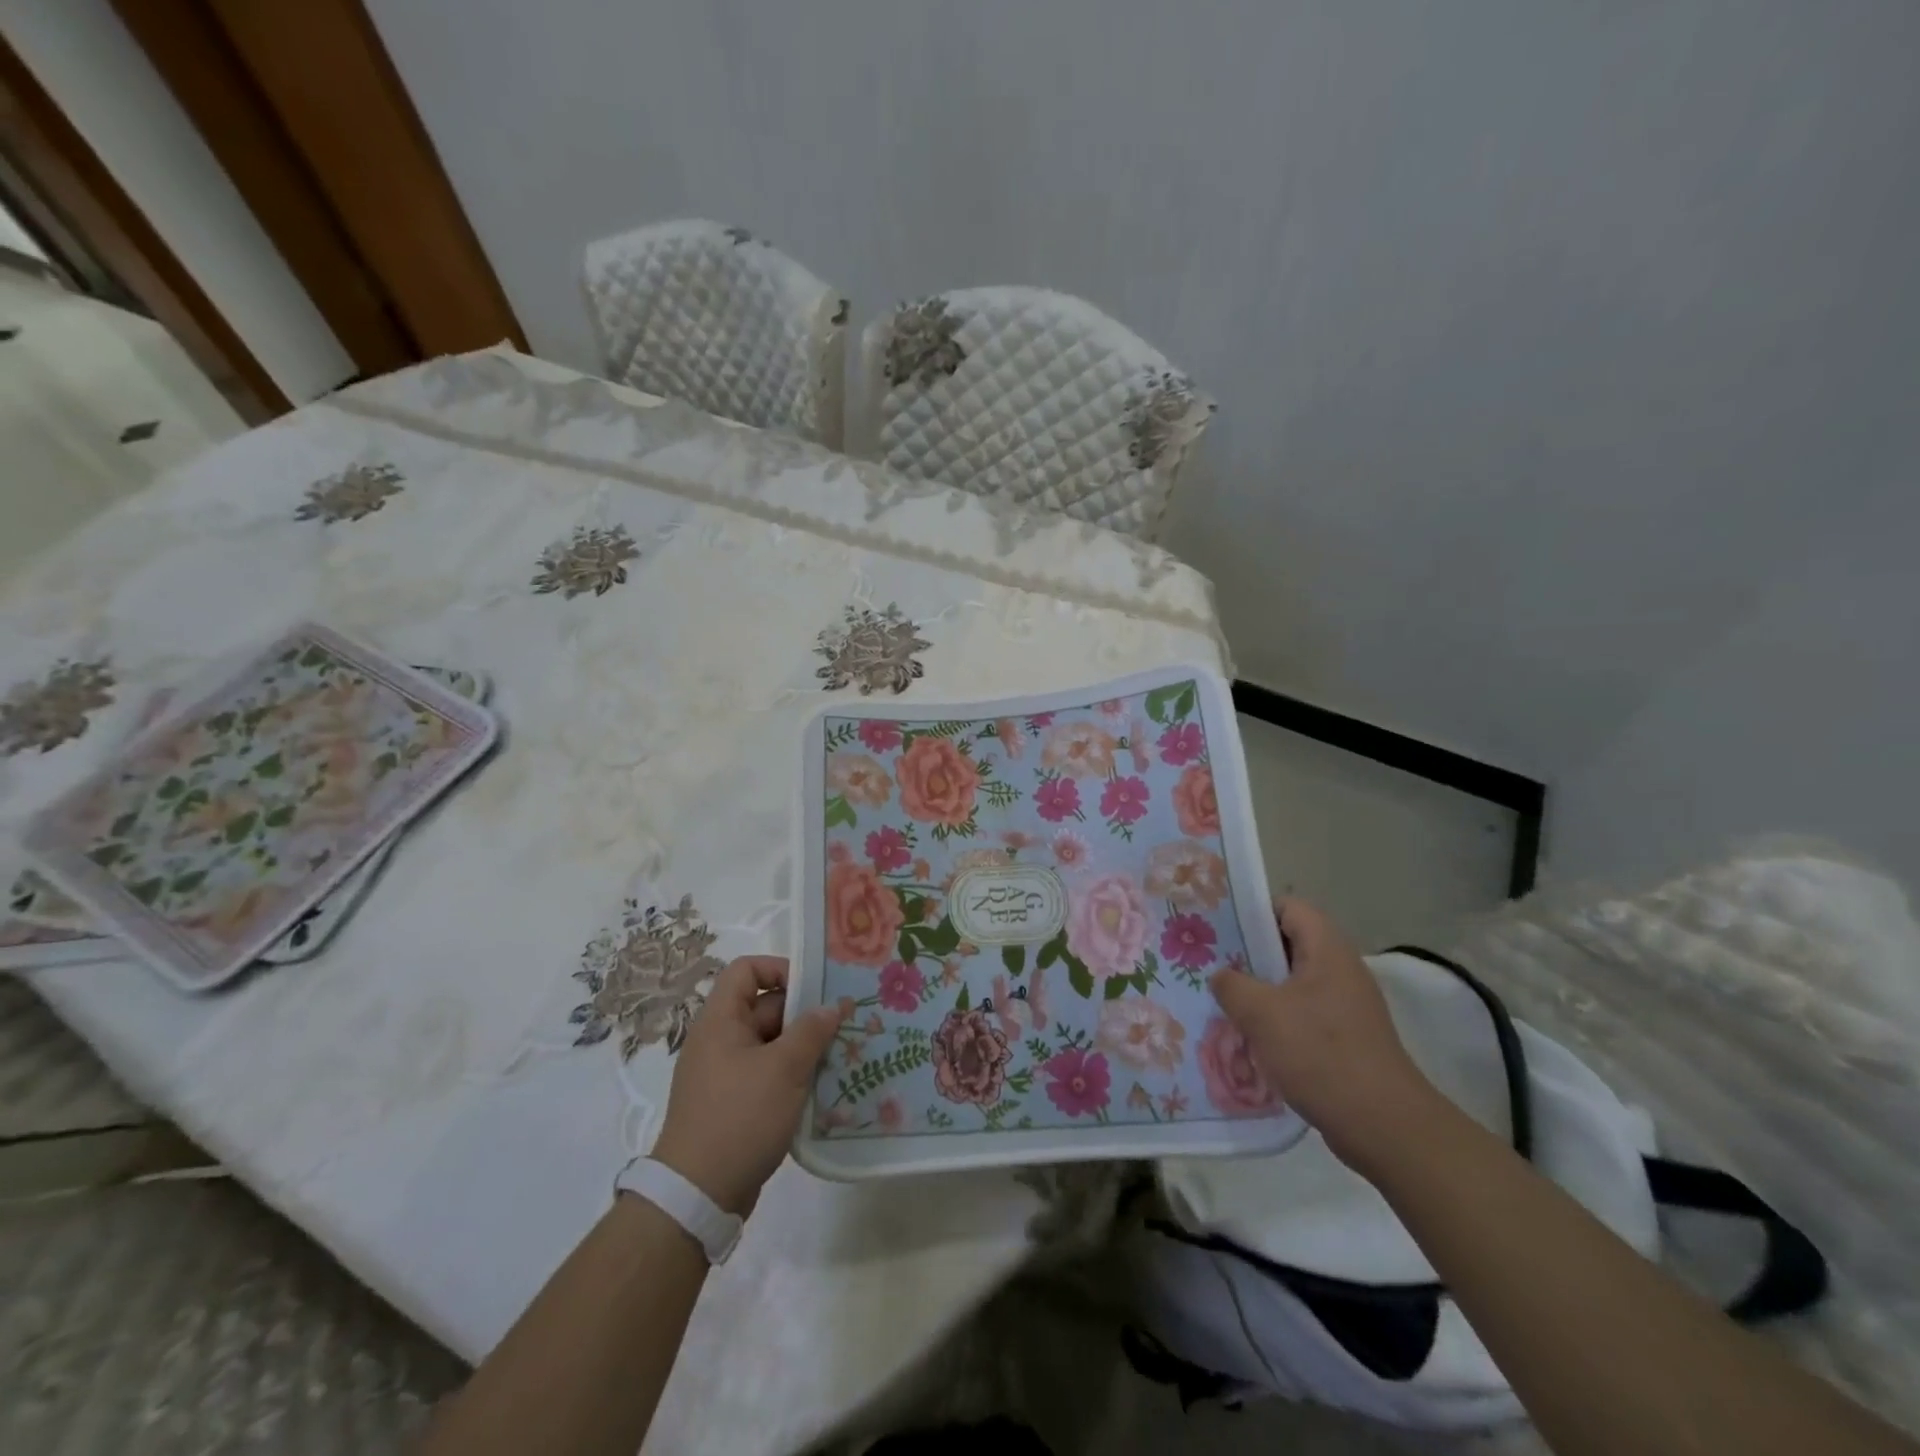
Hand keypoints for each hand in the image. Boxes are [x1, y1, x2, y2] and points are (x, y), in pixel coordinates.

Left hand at [650, 956, 845, 1214]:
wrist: (697, 1196)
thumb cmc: (740, 1117)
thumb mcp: (784, 1068)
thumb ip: (812, 1030)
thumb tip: (833, 1005)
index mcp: (721, 1020)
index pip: (746, 970)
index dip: (780, 969)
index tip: (815, 989)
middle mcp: (719, 1040)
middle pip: (765, 1007)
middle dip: (804, 1014)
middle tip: (843, 1024)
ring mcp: (725, 1073)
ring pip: (771, 1043)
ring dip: (803, 1047)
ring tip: (841, 1055)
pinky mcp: (734, 1103)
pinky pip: (768, 1073)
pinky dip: (792, 1075)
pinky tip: (822, 1088)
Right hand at [1210, 897, 1436, 1171]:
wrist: (1382, 1125)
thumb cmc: (1320, 1053)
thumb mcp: (1261, 1013)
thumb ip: (1231, 985)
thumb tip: (1221, 976)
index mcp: (1327, 950)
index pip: (1289, 907)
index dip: (1253, 911)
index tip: (1219, 927)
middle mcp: (1340, 970)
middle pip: (1289, 944)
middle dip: (1249, 953)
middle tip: (1210, 962)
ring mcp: (1346, 1006)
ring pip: (1293, 982)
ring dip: (1260, 990)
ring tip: (1223, 1001)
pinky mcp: (1346, 1038)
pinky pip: (1303, 1013)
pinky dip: (1277, 1019)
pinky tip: (1249, 1038)